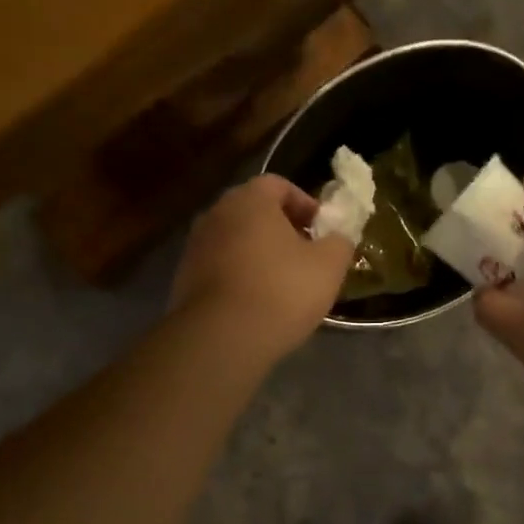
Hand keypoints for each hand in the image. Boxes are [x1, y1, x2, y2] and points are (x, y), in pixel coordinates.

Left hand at [169, 175, 354, 364]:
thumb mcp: (329, 266)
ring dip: (259, 253)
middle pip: (254, 211)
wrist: (221, 338)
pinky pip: (220, 267)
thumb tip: (337, 237)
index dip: (305, 204)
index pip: (279, 184)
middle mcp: (216, 214)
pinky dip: (239, 275)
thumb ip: (339, 242)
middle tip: (305, 255)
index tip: (322, 230)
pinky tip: (256, 303)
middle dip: (282, 229)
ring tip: (281, 282)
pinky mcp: (184, 278)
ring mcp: (195, 246)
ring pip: (235, 240)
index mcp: (249, 200)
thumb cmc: (281, 291)